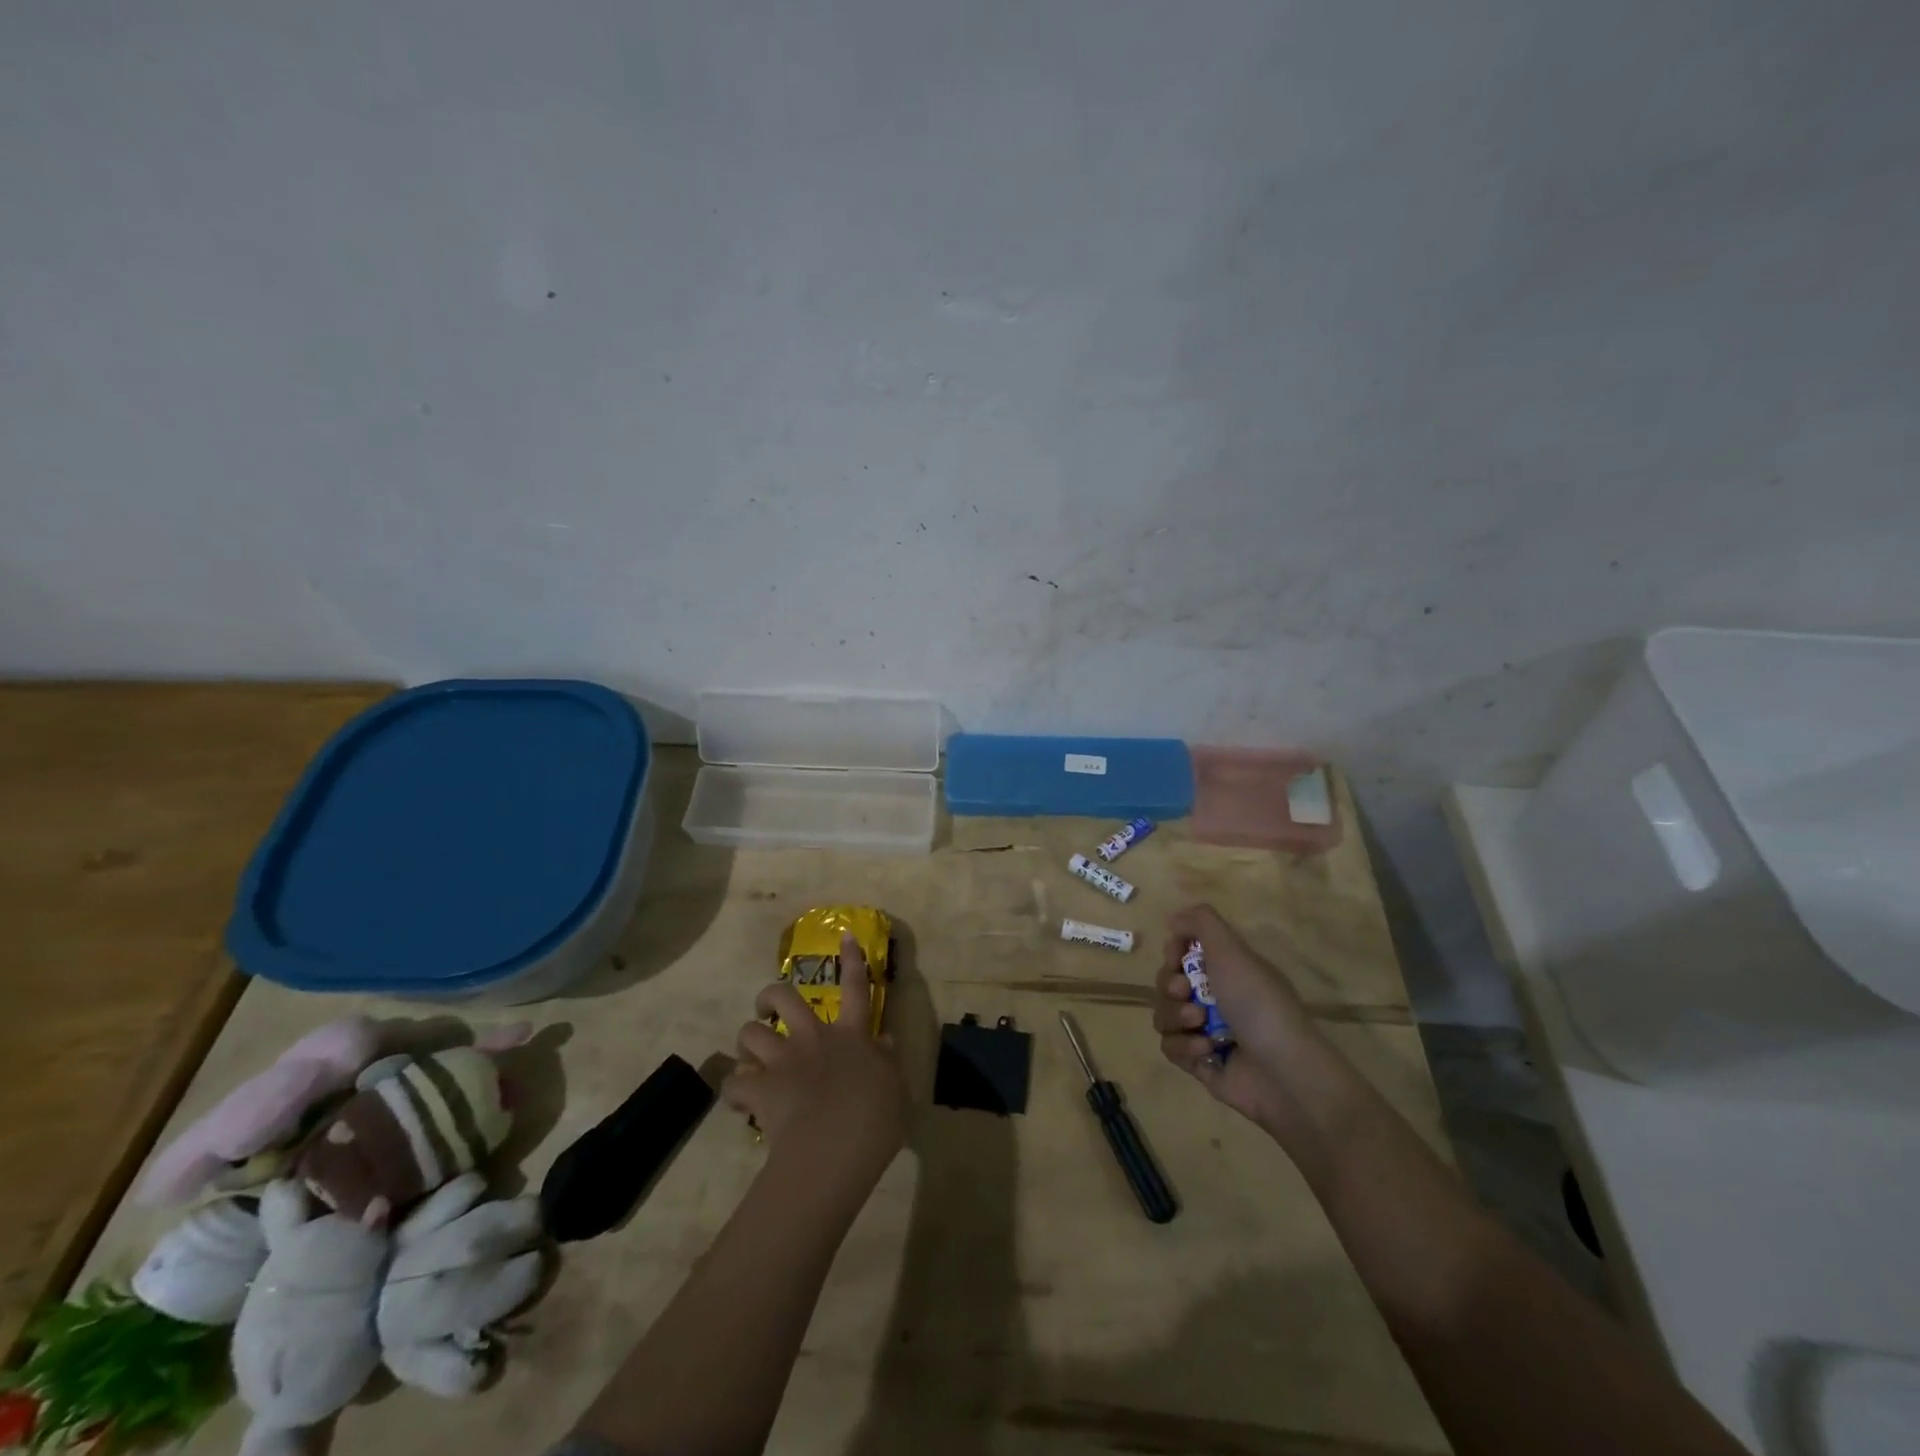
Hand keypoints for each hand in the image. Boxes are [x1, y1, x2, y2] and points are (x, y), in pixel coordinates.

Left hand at [723, 932, 908, 1188]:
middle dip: (770, 997)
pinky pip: (734, 1084)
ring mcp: (783, 1060)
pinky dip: (733, 1090)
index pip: (855, 987)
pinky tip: (738, 1100)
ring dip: (747, 1043)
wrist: (835, 1147)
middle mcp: (814, 1037)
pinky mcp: (760, 1088)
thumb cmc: (875, 1118)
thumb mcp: (895, 1087)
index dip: (852, 959)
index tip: (844, 935)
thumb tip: (887, 1039)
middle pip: (784, 997)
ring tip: (750, 1057)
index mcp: (850, 1034)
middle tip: (767, 1009)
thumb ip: (887, 1061)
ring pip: (751, 1033)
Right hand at [1153, 904, 1326, 1140]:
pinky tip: (1207, 1050)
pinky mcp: (1200, 1064)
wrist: (1283, 1071)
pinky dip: (1184, 1046)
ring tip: (1199, 1025)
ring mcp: (1207, 1032)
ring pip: (1164, 1015)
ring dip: (1176, 1017)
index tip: (1177, 957)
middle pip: (1167, 984)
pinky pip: (1170, 1048)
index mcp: (1227, 971)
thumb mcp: (1232, 950)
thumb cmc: (1257, 1003)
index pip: (1183, 953)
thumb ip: (1201, 922)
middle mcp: (1216, 998)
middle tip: (1186, 993)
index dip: (1173, 953)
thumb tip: (1173, 918)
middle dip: (1170, 986)